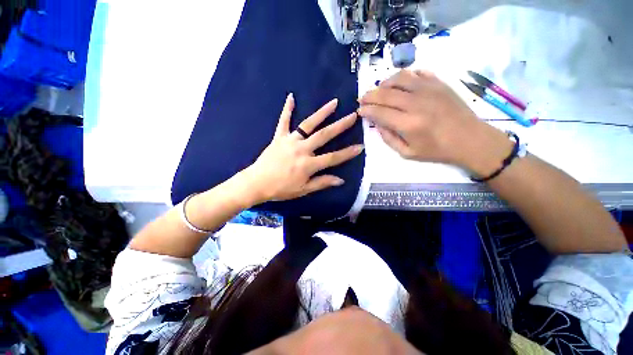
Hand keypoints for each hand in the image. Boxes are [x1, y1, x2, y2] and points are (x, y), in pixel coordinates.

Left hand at [244, 94, 363, 203]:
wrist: (257, 183)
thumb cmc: (281, 189)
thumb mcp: (303, 190)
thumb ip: (322, 182)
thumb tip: (340, 180)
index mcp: (308, 164)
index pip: (333, 157)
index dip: (347, 153)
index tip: (360, 146)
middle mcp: (302, 149)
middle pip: (324, 136)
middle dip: (340, 126)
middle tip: (353, 116)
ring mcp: (290, 141)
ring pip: (308, 124)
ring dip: (321, 113)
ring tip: (333, 102)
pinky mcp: (279, 137)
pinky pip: (284, 121)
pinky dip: (287, 109)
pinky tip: (291, 97)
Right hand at [358, 70, 512, 175]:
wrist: (470, 139)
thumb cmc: (437, 150)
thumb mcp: (407, 153)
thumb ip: (388, 139)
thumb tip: (377, 124)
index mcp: (408, 124)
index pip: (379, 112)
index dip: (366, 110)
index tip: (360, 111)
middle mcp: (416, 103)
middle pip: (385, 93)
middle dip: (369, 95)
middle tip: (362, 99)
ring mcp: (429, 90)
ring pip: (399, 78)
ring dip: (385, 82)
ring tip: (379, 89)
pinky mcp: (439, 83)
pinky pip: (417, 73)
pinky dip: (404, 76)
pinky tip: (400, 84)